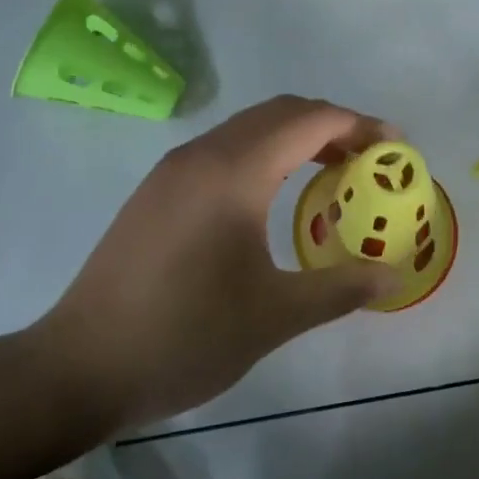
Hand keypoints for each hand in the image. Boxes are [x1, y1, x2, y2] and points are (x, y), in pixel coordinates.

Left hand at [33, 95, 403, 432]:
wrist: (81, 366)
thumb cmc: (185, 336)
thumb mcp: (275, 316)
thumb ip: (341, 287)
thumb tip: (394, 274)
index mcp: (234, 172)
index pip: (311, 121)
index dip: (360, 126)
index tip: (397, 148)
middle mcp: (202, 155)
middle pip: (280, 112)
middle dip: (332, 126)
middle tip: (370, 161)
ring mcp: (173, 170)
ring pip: (248, 128)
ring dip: (296, 137)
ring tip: (331, 175)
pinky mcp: (157, 191)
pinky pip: (224, 149)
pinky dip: (264, 154)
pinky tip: (274, 196)